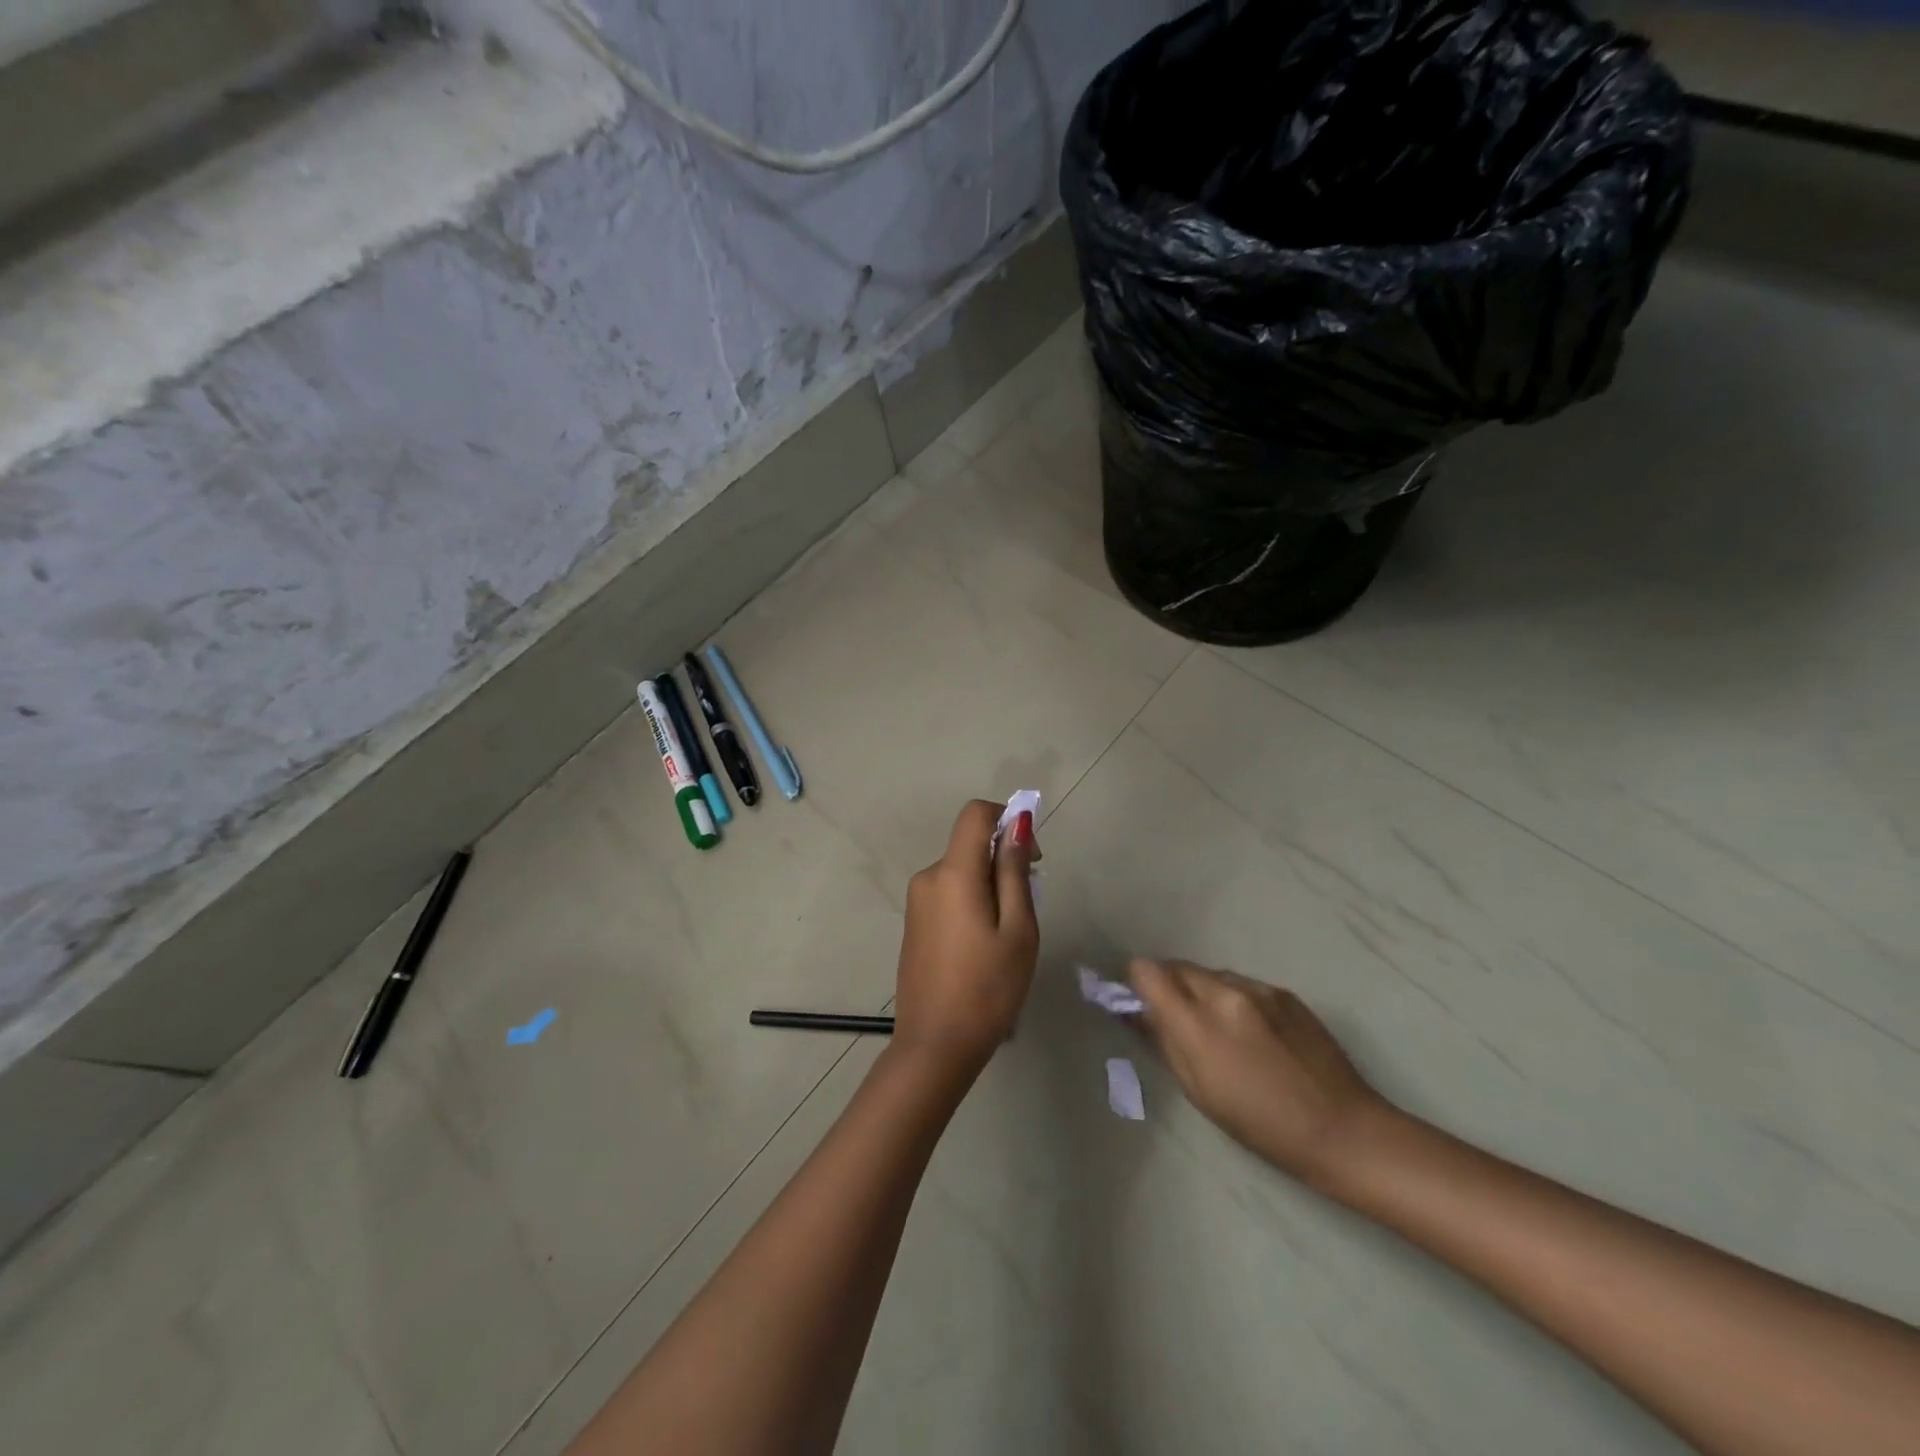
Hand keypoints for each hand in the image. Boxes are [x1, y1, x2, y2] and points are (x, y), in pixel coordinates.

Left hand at [892, 801, 1040, 1074]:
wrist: (935, 1047)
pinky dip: (972, 903)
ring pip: (961, 872)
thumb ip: (1014, 871)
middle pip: (970, 845)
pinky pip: (948, 894)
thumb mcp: (1017, 929)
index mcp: (952, 873)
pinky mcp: (914, 923)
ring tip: (1006, 939)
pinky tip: (983, 949)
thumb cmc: (988, 989)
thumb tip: (1017, 824)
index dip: (1007, 820)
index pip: (975, 814)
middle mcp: (928, 877)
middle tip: (1026, 912)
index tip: (1030, 858)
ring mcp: (916, 902)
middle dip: (1003, 862)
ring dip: (990, 887)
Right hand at [1130, 959, 1389, 1187]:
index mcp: (1198, 1021)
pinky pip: (1243, 984)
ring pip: (1211, 974)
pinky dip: (1236, 999)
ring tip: (1222, 1030)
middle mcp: (1225, 992)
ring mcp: (1258, 988)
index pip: (1148, 971)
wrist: (1342, 1129)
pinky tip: (1255, 1034)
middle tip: (1179, 1020)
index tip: (1142, 1003)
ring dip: (1204, 992)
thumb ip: (1163, 1041)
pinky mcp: (1283, 991)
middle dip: (1170, 986)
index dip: (1139, 983)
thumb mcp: (1198, 1090)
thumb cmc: (1260, 1123)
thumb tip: (1135, 1011)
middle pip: (1177, 967)